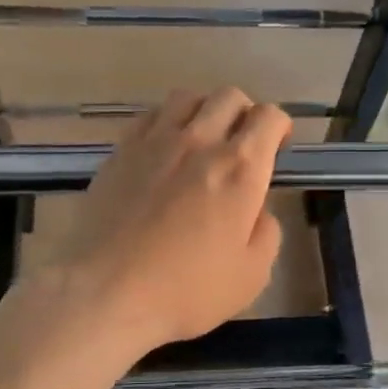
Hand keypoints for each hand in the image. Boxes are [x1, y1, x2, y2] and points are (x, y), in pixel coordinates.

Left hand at [37, 87, 290, 356]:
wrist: (107, 291)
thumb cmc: (186, 290)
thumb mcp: (251, 275)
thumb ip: (266, 233)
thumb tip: (257, 210)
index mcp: (240, 169)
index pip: (269, 117)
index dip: (280, 126)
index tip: (277, 147)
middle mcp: (200, 142)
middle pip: (229, 97)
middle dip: (244, 113)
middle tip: (242, 144)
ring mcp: (155, 142)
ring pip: (187, 97)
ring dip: (204, 110)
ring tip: (202, 138)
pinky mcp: (120, 151)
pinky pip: (150, 115)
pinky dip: (166, 122)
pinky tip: (164, 149)